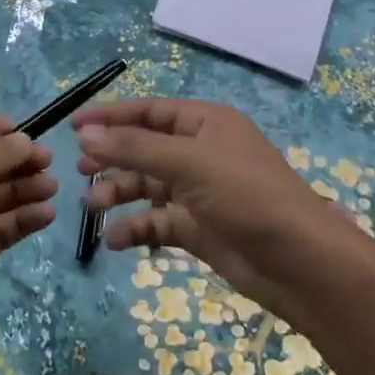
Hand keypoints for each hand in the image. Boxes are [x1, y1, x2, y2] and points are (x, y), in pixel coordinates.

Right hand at [74, 99, 356, 310]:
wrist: (300, 263)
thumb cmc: (247, 195)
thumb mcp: (189, 163)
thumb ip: (135, 148)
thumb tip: (86, 134)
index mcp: (205, 124)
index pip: (149, 111)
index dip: (112, 117)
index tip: (74, 127)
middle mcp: (201, 152)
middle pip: (145, 148)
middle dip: (113, 158)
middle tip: (80, 170)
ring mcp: (200, 192)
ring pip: (148, 186)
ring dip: (120, 193)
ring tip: (92, 207)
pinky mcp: (199, 228)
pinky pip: (158, 222)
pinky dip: (137, 229)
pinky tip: (116, 240)